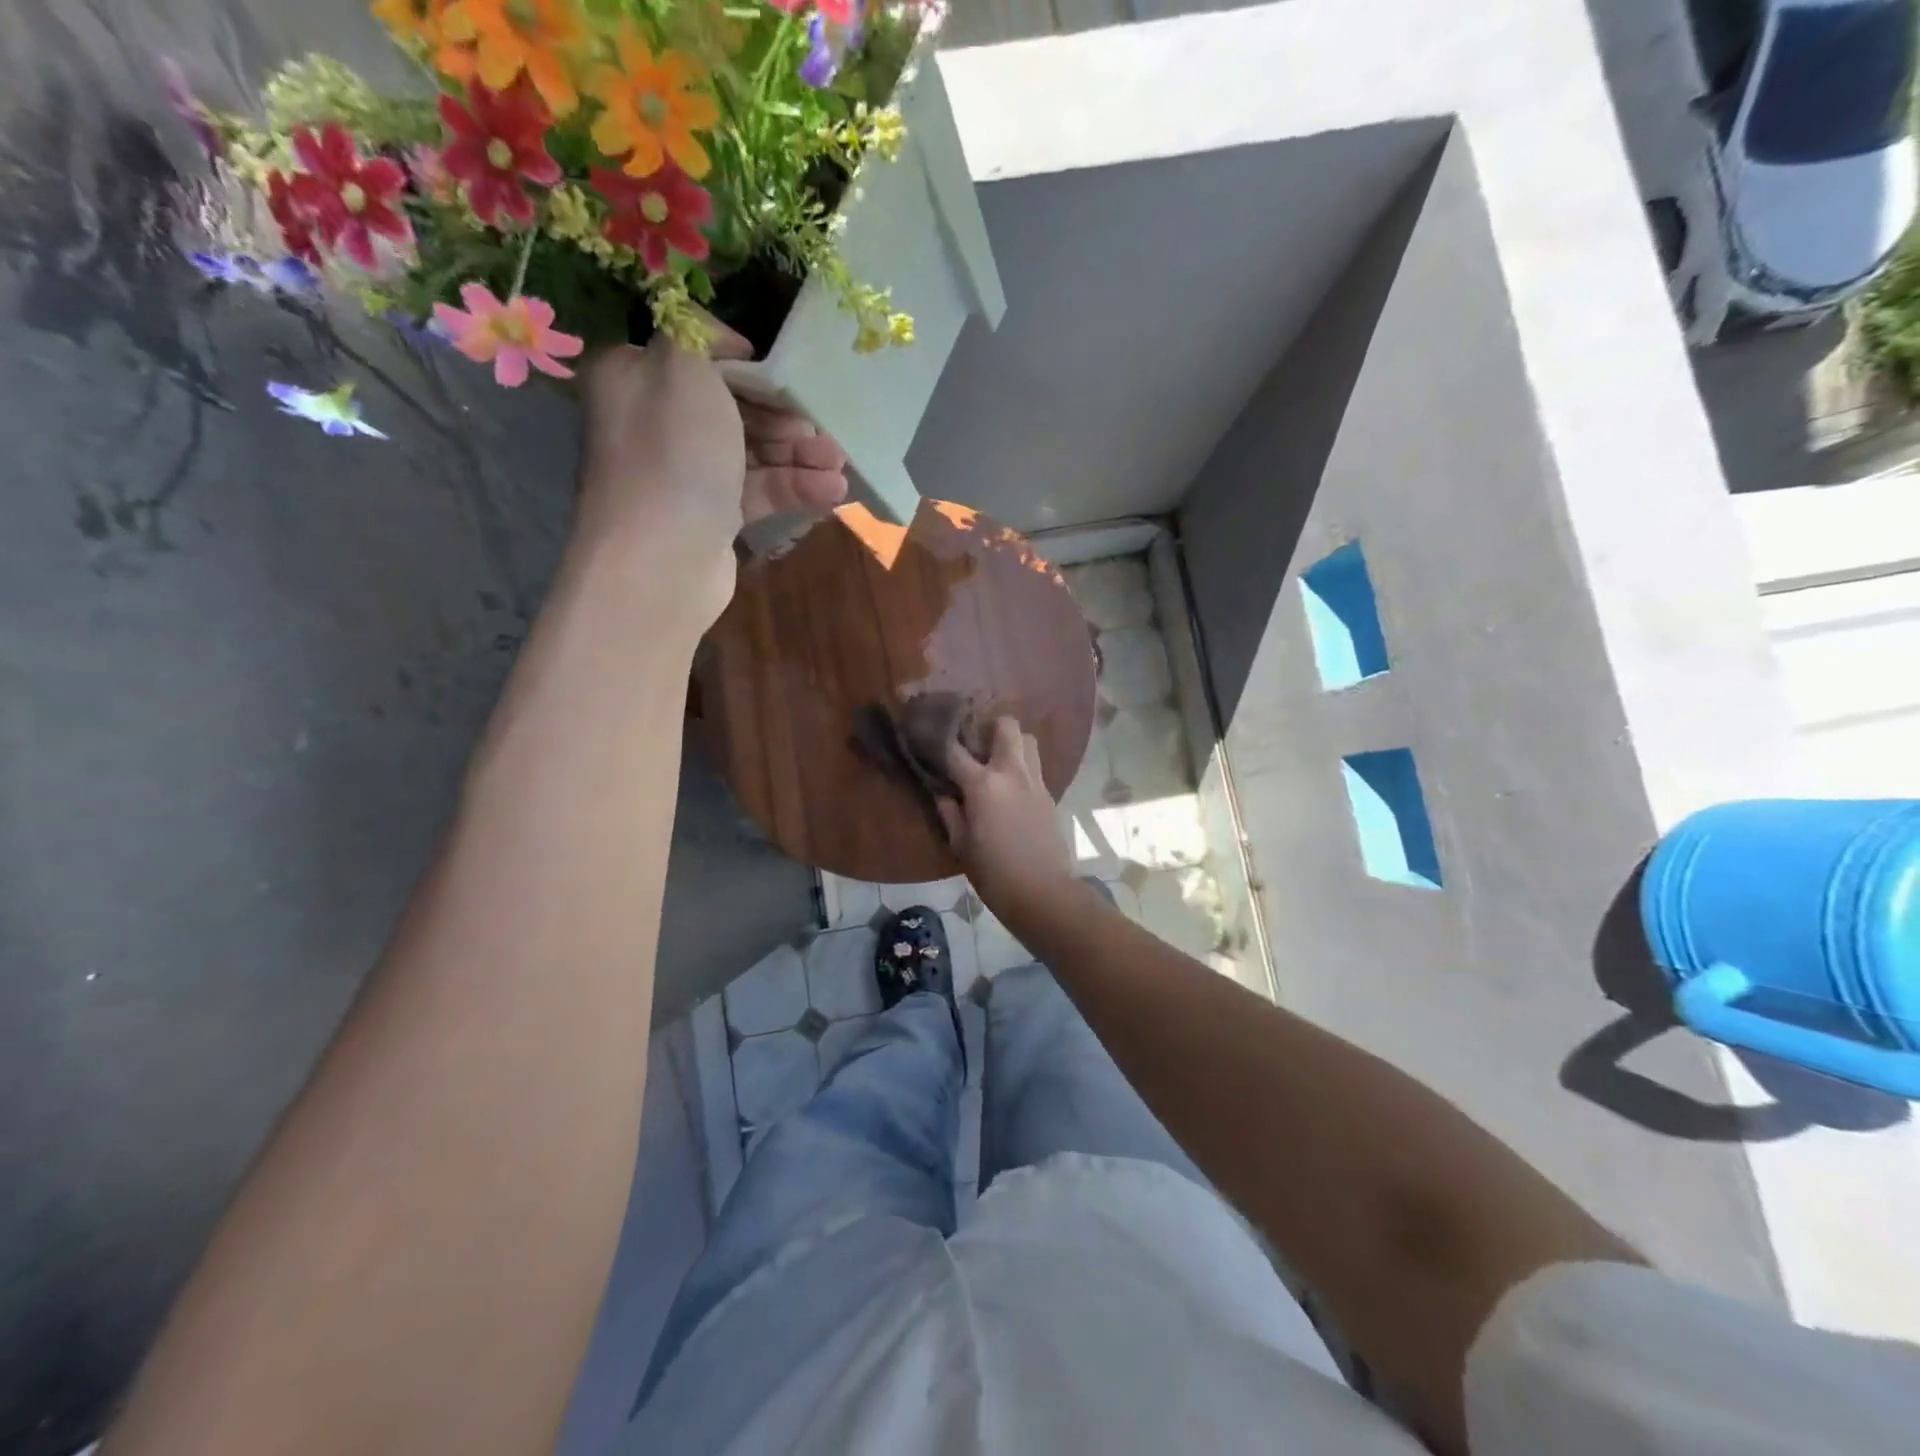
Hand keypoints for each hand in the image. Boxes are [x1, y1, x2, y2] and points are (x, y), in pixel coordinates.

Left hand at [575, 330, 847, 623]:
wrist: (662, 560)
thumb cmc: (674, 454)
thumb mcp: (685, 369)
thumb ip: (700, 334)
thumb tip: (721, 341)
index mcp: (636, 378)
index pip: (695, 356)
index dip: (743, 362)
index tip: (783, 373)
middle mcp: (656, 424)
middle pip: (731, 406)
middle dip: (782, 415)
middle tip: (819, 424)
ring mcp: (685, 475)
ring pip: (751, 451)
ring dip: (799, 454)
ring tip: (839, 461)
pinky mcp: (711, 517)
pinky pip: (757, 492)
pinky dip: (794, 488)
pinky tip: (833, 491)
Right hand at [938, 716, 1075, 919]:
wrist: (1042, 891)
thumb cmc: (993, 873)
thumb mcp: (960, 845)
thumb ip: (949, 813)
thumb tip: (943, 793)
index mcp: (983, 784)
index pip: (955, 750)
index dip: (940, 740)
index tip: (930, 737)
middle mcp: (1011, 772)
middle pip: (1006, 725)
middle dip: (989, 726)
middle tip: (975, 744)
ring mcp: (1035, 781)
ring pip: (1028, 740)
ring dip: (1011, 743)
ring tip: (996, 761)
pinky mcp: (1049, 794)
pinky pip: (1035, 766)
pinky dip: (1022, 766)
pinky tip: (1010, 787)